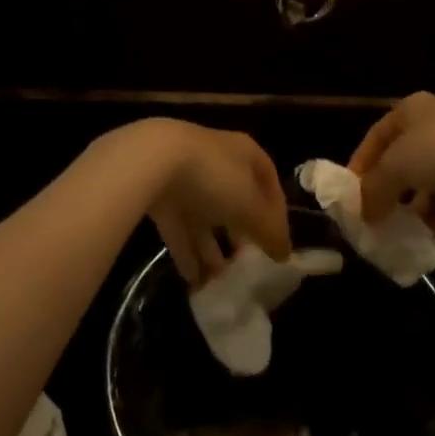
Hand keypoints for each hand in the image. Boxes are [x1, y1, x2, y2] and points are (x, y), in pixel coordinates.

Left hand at [115, 121, 291, 285]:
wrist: (150, 162)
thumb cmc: (213, 178)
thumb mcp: (250, 206)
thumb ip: (269, 231)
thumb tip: (285, 254)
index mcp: (244, 154)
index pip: (269, 183)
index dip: (277, 214)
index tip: (279, 245)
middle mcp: (217, 162)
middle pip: (235, 201)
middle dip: (241, 234)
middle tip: (248, 264)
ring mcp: (186, 178)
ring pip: (205, 218)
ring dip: (212, 250)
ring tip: (220, 281)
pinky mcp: (159, 195)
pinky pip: (179, 228)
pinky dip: (187, 253)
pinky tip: (194, 281)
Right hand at [348, 92, 434, 235]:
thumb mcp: (394, 169)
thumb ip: (374, 191)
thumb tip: (364, 213)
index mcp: (412, 109)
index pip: (376, 135)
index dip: (361, 164)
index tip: (351, 194)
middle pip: (406, 157)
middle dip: (392, 188)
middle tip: (379, 215)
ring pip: (434, 178)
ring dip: (419, 204)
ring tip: (406, 229)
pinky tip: (434, 234)